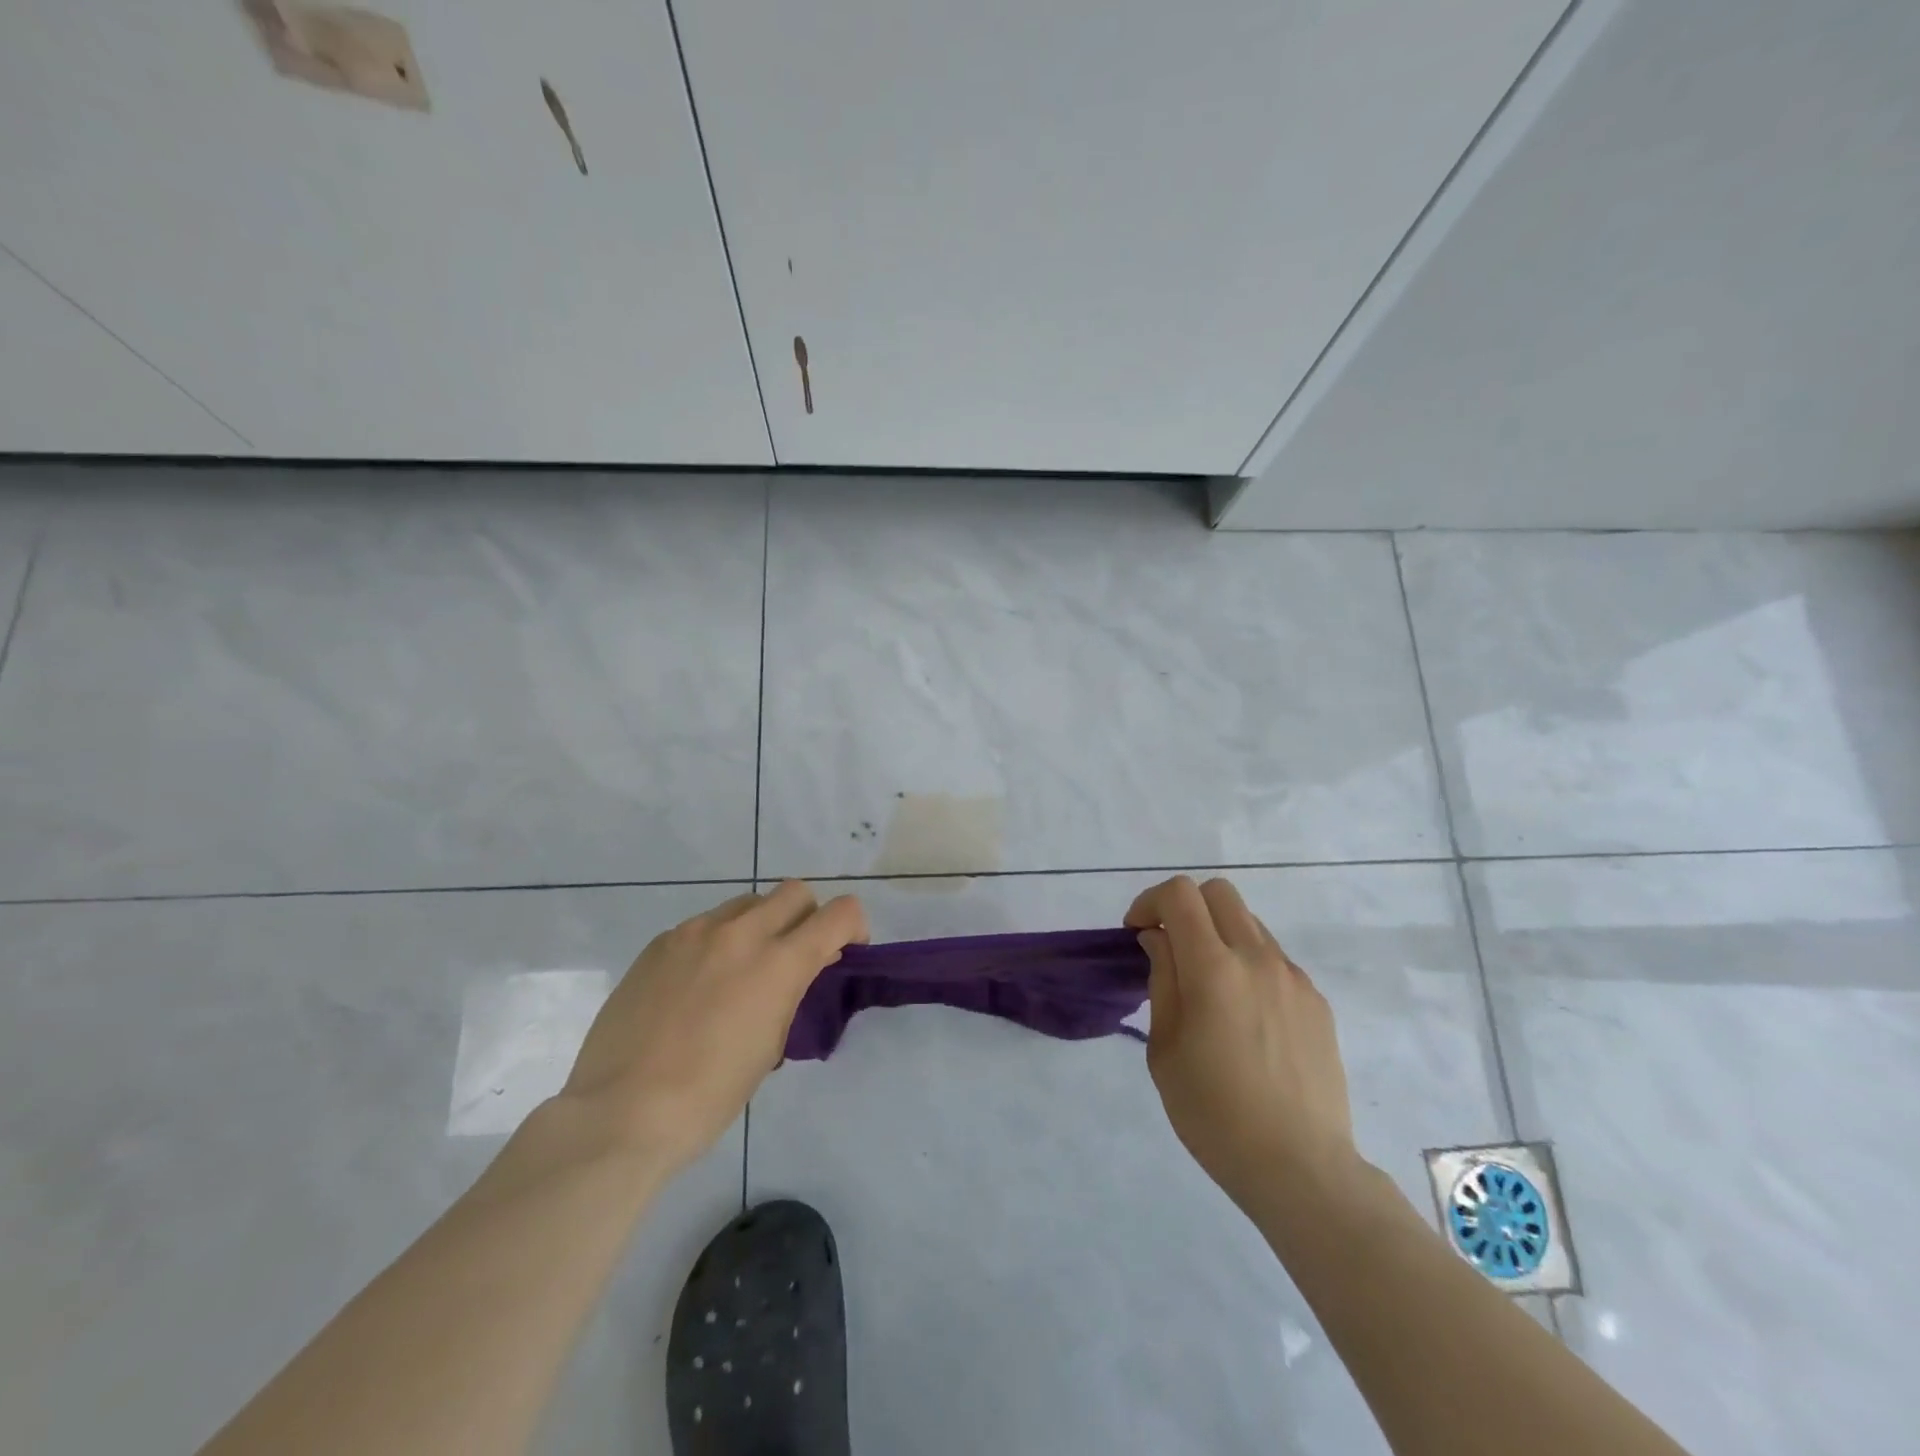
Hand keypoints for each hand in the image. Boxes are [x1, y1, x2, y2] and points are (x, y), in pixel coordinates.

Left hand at [562, 882, 867, 1176]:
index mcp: (778, 963)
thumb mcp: (770, 1045)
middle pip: (794, 892)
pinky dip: (717, 942)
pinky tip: (697, 986)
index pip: (839, 913)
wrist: (621, 1112)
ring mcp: (694, 933)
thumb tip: (801, 967)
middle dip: (807, 917)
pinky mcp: (660, 943)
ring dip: (760, 925)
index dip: (853, 926)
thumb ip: (792, 992)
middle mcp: (740, 933)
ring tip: (741, 970)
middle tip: (794, 955)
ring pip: (747, 903)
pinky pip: (704, 925)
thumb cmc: (709, 1096)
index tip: (845, 950)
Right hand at [1125, 875, 1359, 1216]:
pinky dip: (1248, 965)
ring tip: (1209, 986)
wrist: (1300, 1167)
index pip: (1180, 895)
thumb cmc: (1214, 1114)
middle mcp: (1257, 958)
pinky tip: (1245, 1017)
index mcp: (1213, 969)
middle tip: (1170, 946)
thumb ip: (1162, 981)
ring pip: (1249, 923)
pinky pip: (1274, 960)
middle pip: (1219, 892)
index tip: (1137, 933)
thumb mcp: (1165, 1049)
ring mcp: (1293, 978)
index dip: (1150, 902)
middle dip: (1185, 906)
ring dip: (1219, 935)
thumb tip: (1160, 941)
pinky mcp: (1316, 1001)